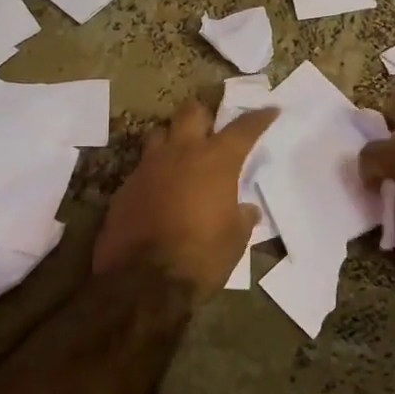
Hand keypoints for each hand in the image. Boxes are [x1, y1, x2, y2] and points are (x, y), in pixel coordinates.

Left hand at [94, 97, 277, 297]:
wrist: (143, 283)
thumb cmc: (201, 256)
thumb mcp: (235, 240)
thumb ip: (242, 217)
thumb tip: (246, 209)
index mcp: (216, 161)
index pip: (243, 128)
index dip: (259, 117)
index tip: (269, 110)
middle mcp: (181, 153)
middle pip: (191, 112)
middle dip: (204, 114)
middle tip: (211, 127)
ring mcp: (148, 167)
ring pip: (159, 132)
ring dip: (172, 138)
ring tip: (180, 155)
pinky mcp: (124, 188)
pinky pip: (142, 168)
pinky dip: (154, 173)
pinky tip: (159, 191)